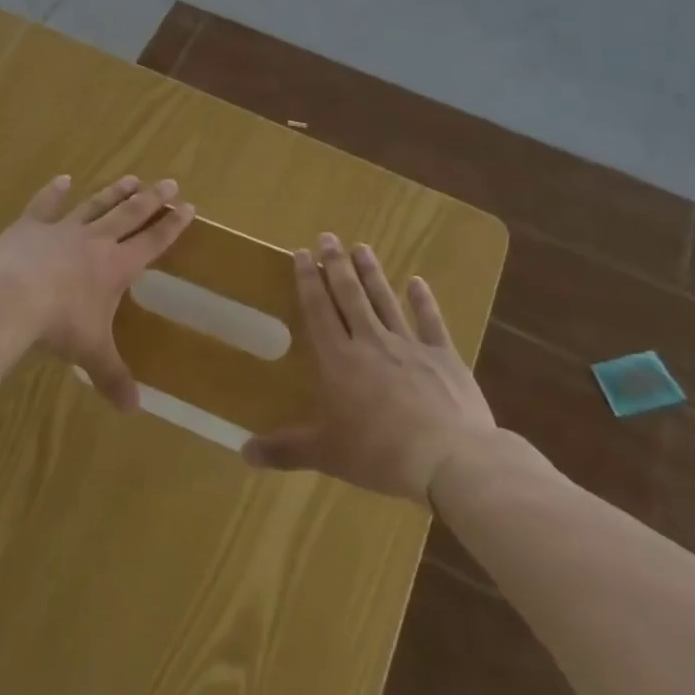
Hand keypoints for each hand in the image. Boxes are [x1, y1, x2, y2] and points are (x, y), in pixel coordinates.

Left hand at [0, 174, 194, 409]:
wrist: (8, 297)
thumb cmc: (58, 324)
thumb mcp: (90, 353)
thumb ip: (112, 377)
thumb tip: (133, 410)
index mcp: (116, 266)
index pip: (152, 242)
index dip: (172, 226)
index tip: (189, 207)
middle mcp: (94, 241)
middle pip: (129, 214)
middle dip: (151, 200)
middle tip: (169, 182)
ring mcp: (61, 229)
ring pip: (94, 205)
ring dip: (114, 192)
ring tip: (131, 178)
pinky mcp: (29, 226)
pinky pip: (45, 205)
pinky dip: (54, 191)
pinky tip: (62, 179)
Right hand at [242, 233, 493, 502]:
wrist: (451, 458)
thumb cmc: (381, 454)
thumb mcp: (328, 454)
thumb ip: (286, 450)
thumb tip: (243, 452)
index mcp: (340, 361)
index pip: (319, 311)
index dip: (309, 281)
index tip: (302, 253)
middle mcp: (371, 343)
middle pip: (350, 296)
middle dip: (336, 265)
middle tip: (328, 236)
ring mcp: (409, 346)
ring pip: (385, 300)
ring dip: (372, 273)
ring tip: (361, 247)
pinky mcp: (443, 356)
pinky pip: (431, 322)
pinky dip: (424, 301)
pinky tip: (418, 282)